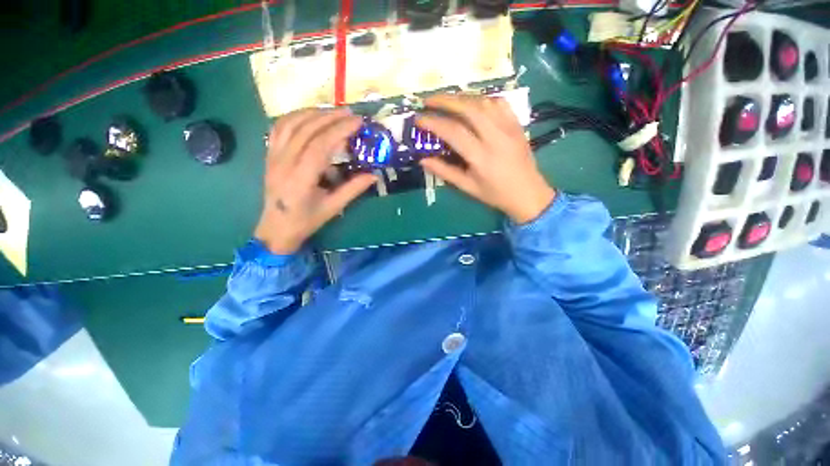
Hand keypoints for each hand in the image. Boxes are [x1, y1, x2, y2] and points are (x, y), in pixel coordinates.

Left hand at [254, 108, 375, 253]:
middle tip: (350, 113)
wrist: (276, 228)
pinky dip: (295, 117)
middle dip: (330, 117)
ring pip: (290, 124)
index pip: (320, 145)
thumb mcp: (333, 207)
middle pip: (306, 129)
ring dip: (313, 113)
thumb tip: (374, 175)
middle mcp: (284, 162)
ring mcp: (273, 156)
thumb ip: (353, 189)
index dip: (340, 130)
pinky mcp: (269, 155)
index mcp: (301, 178)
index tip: (357, 122)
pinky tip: (309, 116)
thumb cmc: (306, 221)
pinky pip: (279, 128)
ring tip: (333, 111)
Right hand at [417, 95, 555, 223]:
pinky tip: (472, 103)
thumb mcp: (467, 187)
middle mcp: (496, 138)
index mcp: (481, 157)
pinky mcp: (517, 124)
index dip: (434, 123)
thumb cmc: (495, 194)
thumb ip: (445, 172)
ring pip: (484, 102)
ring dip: (462, 97)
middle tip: (428, 101)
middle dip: (445, 101)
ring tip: (447, 101)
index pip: (454, 132)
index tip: (419, 119)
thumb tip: (423, 160)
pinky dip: (482, 99)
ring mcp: (509, 128)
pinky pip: (499, 103)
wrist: (528, 193)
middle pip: (469, 108)